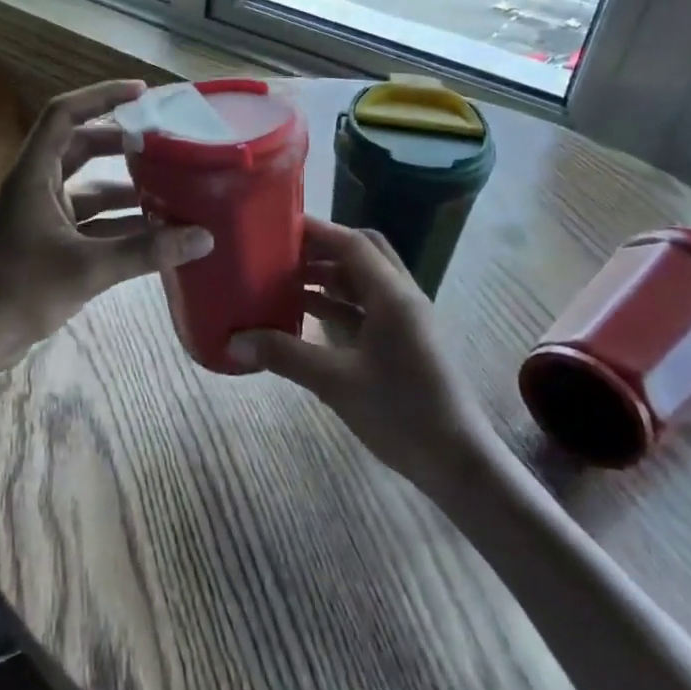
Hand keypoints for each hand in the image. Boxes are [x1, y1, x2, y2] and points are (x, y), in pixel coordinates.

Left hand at [0, 80, 212, 369]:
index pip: (64, 114)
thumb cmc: (18, 291)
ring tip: (168, 188)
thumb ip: (146, 252)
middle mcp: (35, 186)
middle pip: (80, 148)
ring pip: (86, 189)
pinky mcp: (44, 244)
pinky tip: (151, 232)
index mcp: (33, 175)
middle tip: (162, 142)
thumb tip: (203, 237)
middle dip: (120, 143)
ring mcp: (38, 216)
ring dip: (123, 188)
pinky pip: (86, 222)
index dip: (101, 96)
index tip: (142, 92)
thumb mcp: (87, 268)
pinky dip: (115, 222)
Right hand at [229, 218, 494, 486]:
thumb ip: (285, 356)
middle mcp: (402, 298)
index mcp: (393, 296)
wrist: (458, 463)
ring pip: (363, 282)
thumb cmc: (402, 414)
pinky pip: (366, 309)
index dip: (315, 231)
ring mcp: (405, 321)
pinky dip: (337, 306)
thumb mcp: (336, 383)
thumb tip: (233, 341)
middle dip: (321, 250)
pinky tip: (306, 320)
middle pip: (361, 254)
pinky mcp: (404, 342)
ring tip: (283, 283)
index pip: (351, 243)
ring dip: (328, 278)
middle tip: (280, 254)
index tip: (276, 226)